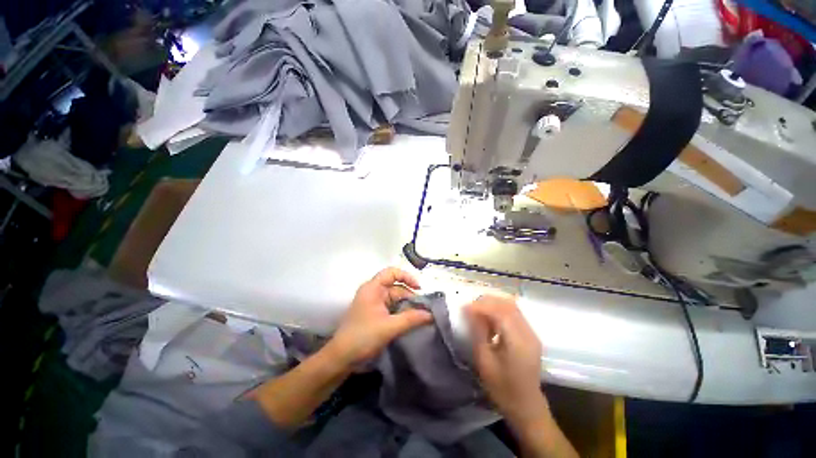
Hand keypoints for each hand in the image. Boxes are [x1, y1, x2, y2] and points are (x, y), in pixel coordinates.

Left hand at [326, 267, 432, 366]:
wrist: (341, 358)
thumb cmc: (363, 337)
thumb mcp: (389, 327)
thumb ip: (411, 319)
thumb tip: (431, 314)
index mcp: (373, 288)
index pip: (392, 272)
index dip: (407, 277)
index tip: (419, 289)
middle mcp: (373, 292)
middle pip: (396, 287)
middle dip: (410, 296)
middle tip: (424, 308)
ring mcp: (373, 303)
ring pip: (395, 299)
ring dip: (407, 306)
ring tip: (421, 316)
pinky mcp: (374, 314)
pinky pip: (391, 308)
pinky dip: (401, 312)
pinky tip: (411, 320)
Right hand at [465, 295, 546, 422]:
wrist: (526, 406)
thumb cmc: (502, 388)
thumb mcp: (484, 361)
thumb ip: (478, 332)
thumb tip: (469, 311)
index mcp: (518, 342)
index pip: (500, 312)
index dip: (481, 306)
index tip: (464, 307)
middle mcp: (528, 333)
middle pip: (507, 304)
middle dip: (486, 301)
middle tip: (470, 307)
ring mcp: (531, 332)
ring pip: (511, 306)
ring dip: (493, 304)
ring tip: (478, 311)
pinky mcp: (530, 334)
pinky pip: (514, 313)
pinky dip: (499, 310)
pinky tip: (489, 319)